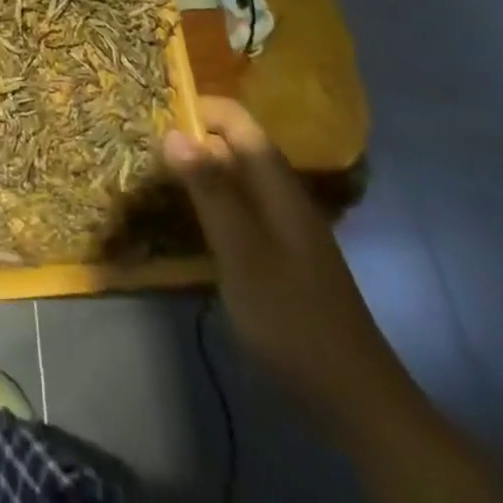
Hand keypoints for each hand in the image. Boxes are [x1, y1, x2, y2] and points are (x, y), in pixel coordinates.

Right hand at [164, 98, 502, 502]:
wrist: (355, 394)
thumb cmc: (291, 316)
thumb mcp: (242, 253)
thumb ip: (209, 190)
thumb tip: (172, 130)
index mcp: (277, 182)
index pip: (236, 119)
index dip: (197, 108)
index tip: (154, 116)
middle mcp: (283, 191)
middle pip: (236, 142)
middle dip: (193, 137)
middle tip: (147, 150)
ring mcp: (286, 222)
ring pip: (238, 174)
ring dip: (201, 169)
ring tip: (160, 178)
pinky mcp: (283, 250)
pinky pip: (242, 204)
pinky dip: (214, 199)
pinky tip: (193, 220)